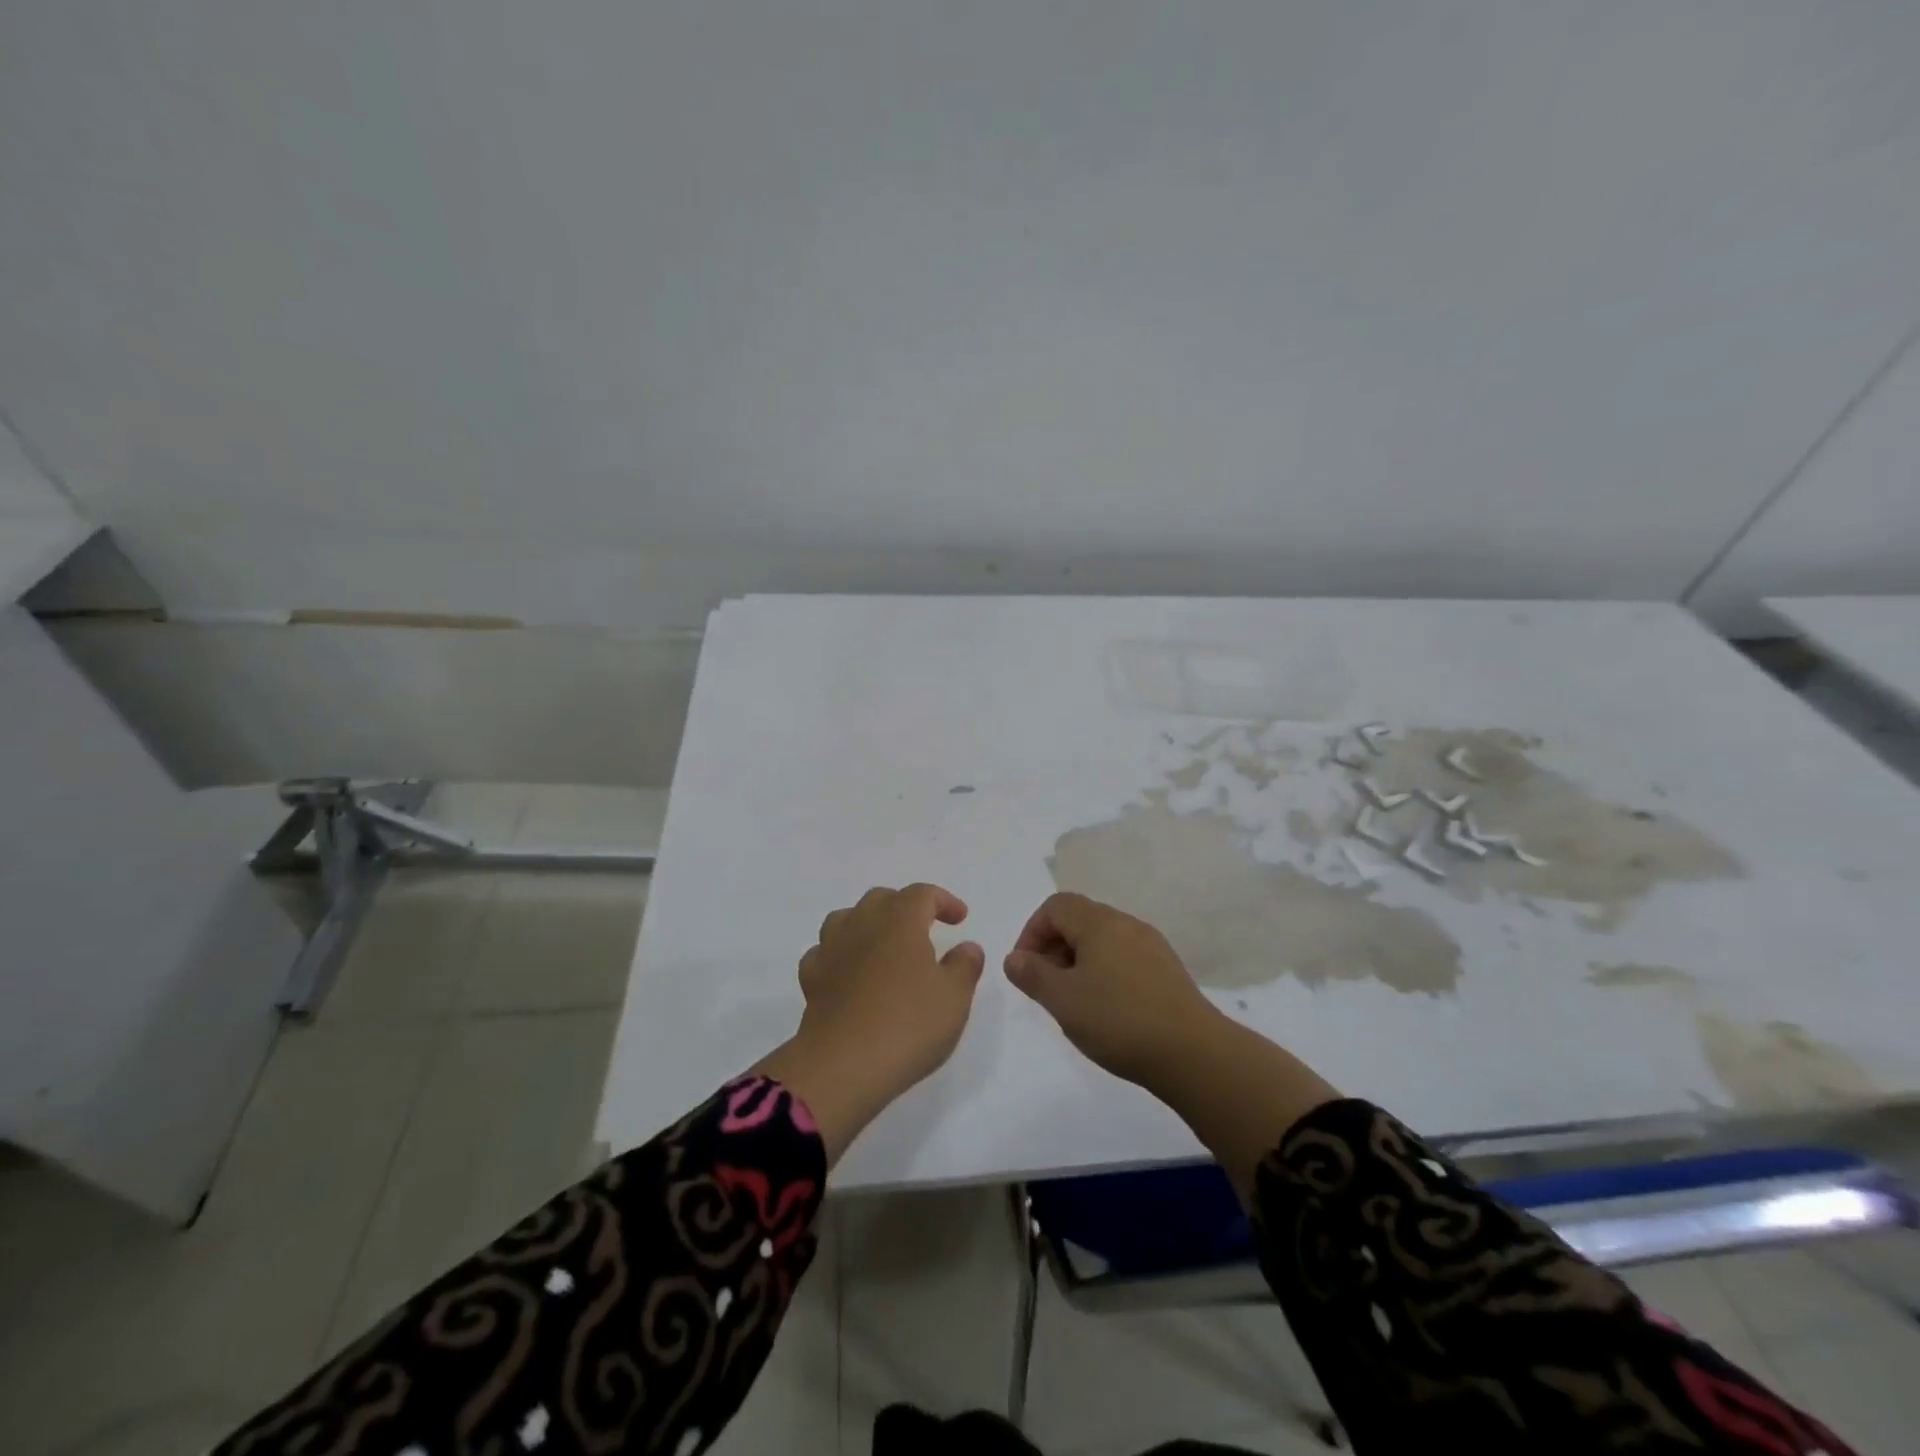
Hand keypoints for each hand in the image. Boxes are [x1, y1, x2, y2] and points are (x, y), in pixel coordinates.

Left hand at [755, 883, 985, 1162]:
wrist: (843, 1066)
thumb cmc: (908, 1025)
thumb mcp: (954, 998)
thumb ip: (965, 966)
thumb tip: (968, 947)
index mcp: (900, 920)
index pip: (922, 894)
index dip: (943, 901)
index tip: (960, 918)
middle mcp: (863, 924)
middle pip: (882, 899)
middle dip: (904, 907)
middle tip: (923, 929)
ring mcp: (832, 950)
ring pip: (846, 918)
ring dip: (866, 924)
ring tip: (882, 944)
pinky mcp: (811, 979)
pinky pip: (823, 953)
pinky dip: (838, 955)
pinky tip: (848, 973)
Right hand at [1006, 891, 1338, 1196]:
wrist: (1193, 1054)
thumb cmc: (1118, 1020)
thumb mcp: (1062, 1000)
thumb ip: (1032, 974)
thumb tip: (1014, 958)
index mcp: (1099, 922)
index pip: (1055, 906)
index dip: (1032, 932)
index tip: (1025, 969)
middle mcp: (1126, 924)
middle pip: (1079, 919)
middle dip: (1054, 948)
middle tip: (1046, 988)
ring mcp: (1152, 946)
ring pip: (1103, 940)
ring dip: (1079, 962)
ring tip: (1074, 1002)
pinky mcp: (1168, 970)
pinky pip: (1124, 958)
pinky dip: (1105, 973)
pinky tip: (1107, 1010)